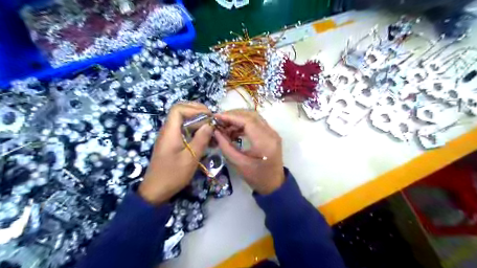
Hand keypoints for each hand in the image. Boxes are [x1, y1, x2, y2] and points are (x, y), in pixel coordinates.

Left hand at [138, 103, 212, 204]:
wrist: (156, 191)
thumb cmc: (173, 175)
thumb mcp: (191, 158)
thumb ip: (201, 139)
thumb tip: (210, 124)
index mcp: (170, 132)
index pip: (179, 109)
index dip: (195, 108)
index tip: (209, 116)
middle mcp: (168, 131)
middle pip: (181, 112)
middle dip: (198, 113)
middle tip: (212, 121)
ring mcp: (169, 137)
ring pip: (183, 121)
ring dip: (198, 122)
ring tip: (211, 129)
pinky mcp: (172, 143)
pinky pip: (184, 130)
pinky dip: (195, 131)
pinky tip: (205, 138)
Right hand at [216, 108, 283, 193]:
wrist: (274, 185)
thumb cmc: (257, 178)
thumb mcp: (239, 164)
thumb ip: (226, 147)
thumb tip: (216, 131)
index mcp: (265, 142)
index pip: (247, 121)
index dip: (231, 117)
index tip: (216, 117)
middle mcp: (271, 133)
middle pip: (251, 115)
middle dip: (234, 115)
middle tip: (219, 120)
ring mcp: (272, 133)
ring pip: (254, 117)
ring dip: (238, 118)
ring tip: (224, 126)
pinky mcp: (271, 134)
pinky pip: (256, 123)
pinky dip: (244, 124)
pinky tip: (233, 131)